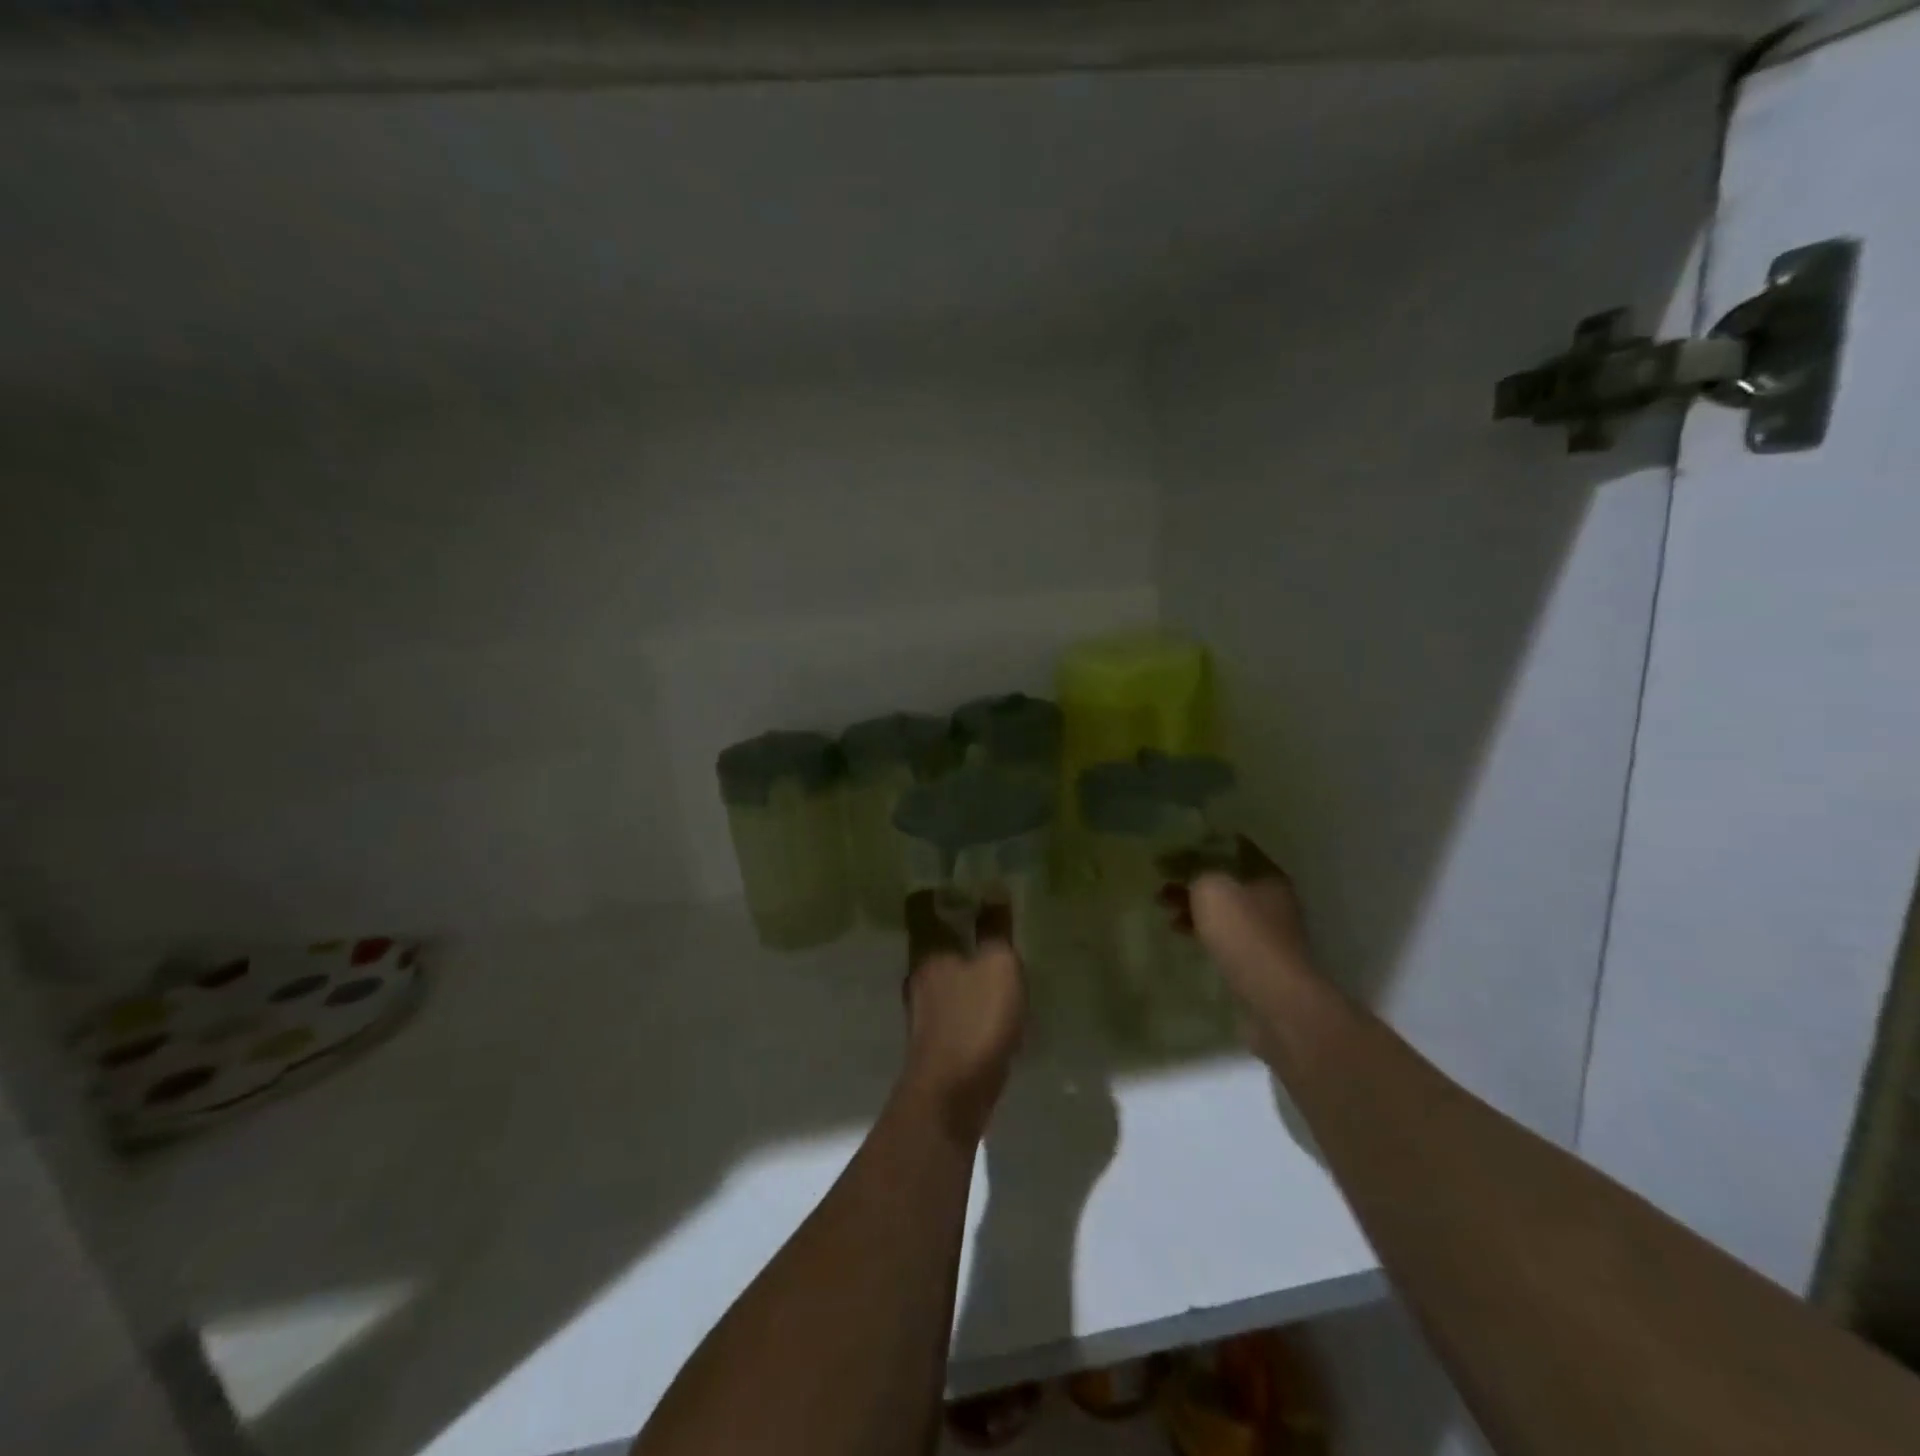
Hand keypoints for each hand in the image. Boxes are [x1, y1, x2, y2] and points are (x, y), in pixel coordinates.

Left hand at [900, 892, 1025, 1141]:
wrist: (951, 1096)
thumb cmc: (975, 1020)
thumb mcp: (997, 966)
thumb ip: (995, 929)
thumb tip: (993, 888)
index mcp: (927, 949)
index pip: (919, 905)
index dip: (937, 890)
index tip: (962, 882)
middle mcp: (917, 973)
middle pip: (928, 937)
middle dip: (953, 925)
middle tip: (984, 916)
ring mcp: (921, 1008)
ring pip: (938, 970)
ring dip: (960, 961)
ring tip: (991, 956)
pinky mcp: (933, 1037)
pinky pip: (948, 1001)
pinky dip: (965, 993)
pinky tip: (988, 1001)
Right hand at [1161, 836, 1315, 1017]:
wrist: (1275, 997)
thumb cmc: (1243, 932)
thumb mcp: (1211, 887)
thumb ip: (1194, 869)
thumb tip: (1180, 862)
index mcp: (1266, 874)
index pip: (1230, 848)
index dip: (1198, 846)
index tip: (1170, 852)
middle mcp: (1271, 898)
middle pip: (1226, 879)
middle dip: (1192, 879)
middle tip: (1161, 882)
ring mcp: (1267, 931)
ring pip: (1223, 908)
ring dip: (1193, 905)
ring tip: (1163, 909)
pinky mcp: (1258, 959)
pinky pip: (1224, 934)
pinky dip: (1201, 929)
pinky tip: (1181, 932)